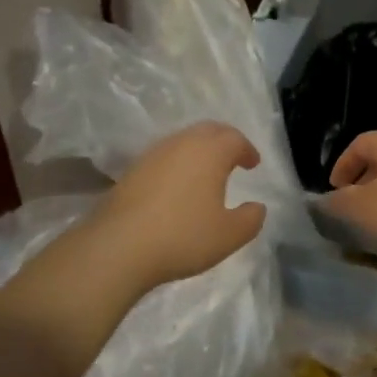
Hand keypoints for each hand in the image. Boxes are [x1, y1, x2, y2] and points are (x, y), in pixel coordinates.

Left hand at [92, 121, 266, 289]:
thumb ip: (250, 219)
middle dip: (224, 141)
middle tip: (233, 158)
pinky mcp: (131, 170)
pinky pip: (163, 157)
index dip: (247, 149)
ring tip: (206, 173)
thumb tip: (257, 207)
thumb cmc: (183, 236)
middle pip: (207, 131)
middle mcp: (181, 144)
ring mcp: (152, 155)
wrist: (119, 246)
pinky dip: (177, 164)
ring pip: (182, 141)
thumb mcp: (229, 235)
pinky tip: (177, 187)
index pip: (234, 138)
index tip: (252, 163)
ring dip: (198, 151)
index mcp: (209, 152)